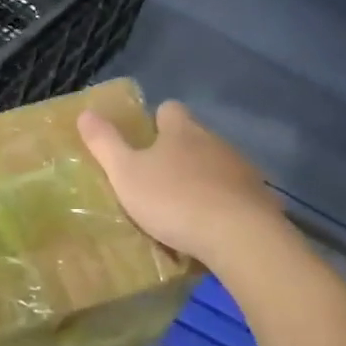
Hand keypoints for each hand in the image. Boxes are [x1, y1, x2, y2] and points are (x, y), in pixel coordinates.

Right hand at [78, 100, 284, 267]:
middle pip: (195, 137)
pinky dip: (222, 203)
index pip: (169, 109)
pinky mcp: (259, 198)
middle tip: (157, 178)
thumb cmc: (174, 199)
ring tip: (183, 206)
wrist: (239, 235)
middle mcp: (215, 141)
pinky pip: (234, 194)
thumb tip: (85, 112)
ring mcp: (241, 169)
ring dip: (201, 178)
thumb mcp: (126, 173)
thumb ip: (105, 144)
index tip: (145, 139)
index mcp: (182, 130)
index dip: (156, 120)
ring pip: (216, 165)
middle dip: (178, 152)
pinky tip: (210, 225)